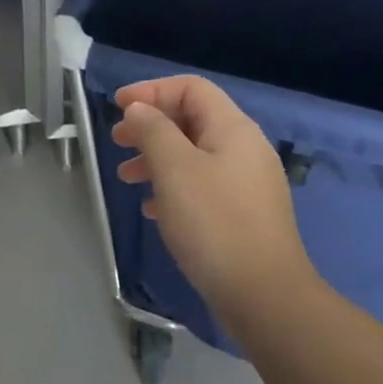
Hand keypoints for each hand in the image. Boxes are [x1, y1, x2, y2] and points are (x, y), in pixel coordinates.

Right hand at [111, 76, 314, 327]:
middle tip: (118, 142)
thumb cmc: (214, 224)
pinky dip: (175, 187)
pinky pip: (204, 185)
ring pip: (195, 154)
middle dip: (151, 125)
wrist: (265, 295)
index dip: (152, 90)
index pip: (191, 88)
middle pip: (192, 119)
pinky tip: (153, 208)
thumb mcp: (175, 170)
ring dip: (158, 158)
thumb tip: (139, 109)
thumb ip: (154, 131)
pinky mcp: (245, 214)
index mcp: (233, 128)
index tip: (117, 107)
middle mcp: (245, 147)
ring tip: (126, 177)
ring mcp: (248, 182)